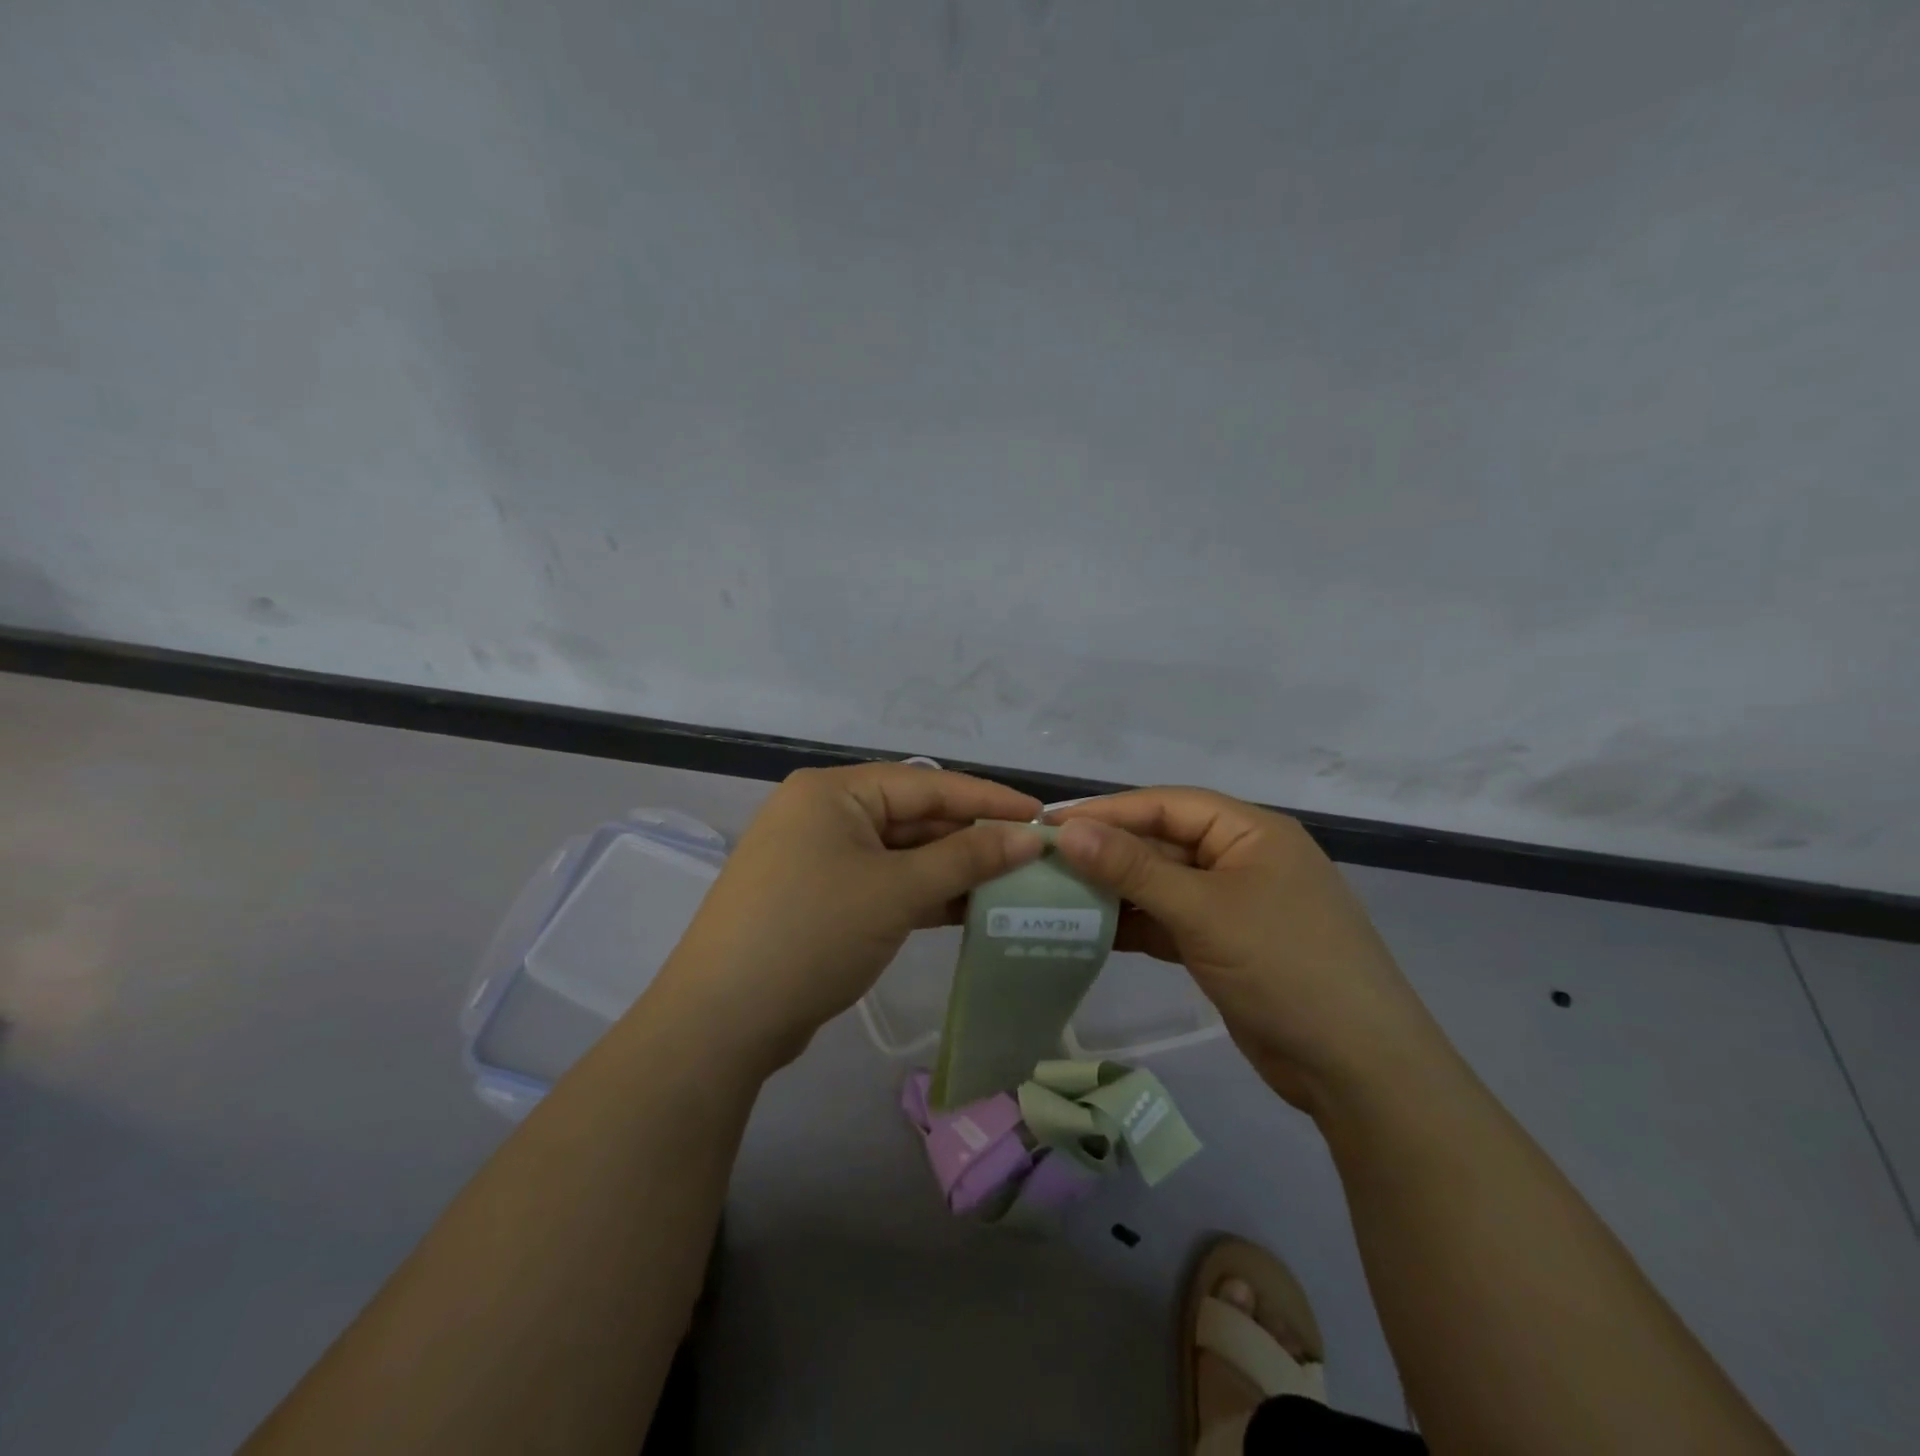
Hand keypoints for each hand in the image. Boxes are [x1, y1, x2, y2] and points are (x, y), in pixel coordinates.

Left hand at [652, 763, 1043, 1072]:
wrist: (722, 1022)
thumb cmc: (812, 934)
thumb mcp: (896, 891)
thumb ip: (966, 859)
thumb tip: (1030, 836)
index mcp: (834, 792)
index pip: (927, 783)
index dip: (987, 799)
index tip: (1042, 816)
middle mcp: (825, 814)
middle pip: (914, 817)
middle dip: (972, 838)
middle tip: (1033, 857)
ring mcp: (820, 859)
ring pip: (902, 855)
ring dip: (953, 870)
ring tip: (1014, 884)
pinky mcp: (822, 900)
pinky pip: (886, 884)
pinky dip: (925, 896)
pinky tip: (971, 910)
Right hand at [1049, 788, 1449, 1112]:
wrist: (1358, 1071)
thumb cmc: (1286, 968)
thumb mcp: (1204, 911)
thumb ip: (1133, 869)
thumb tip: (1068, 831)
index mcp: (1251, 832)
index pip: (1166, 805)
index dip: (1107, 812)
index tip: (1049, 824)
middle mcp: (1242, 858)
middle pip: (1162, 843)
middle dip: (1107, 853)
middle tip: (1043, 863)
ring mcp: (1234, 905)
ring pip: (1162, 884)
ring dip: (1115, 891)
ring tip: (1055, 895)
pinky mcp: (1224, 945)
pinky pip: (1169, 921)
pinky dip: (1134, 924)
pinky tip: (1090, 930)